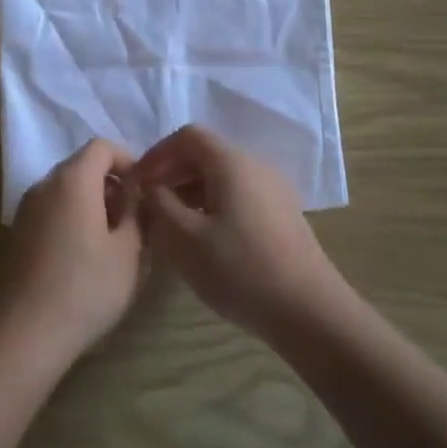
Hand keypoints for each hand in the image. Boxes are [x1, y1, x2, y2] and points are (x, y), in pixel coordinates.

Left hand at [0, 139, 145, 364]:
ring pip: (66, 190)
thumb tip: (136, 193)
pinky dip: (72, 218)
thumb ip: (136, 212)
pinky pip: (52, 210)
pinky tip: (85, 256)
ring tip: (113, 241)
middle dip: (111, 184)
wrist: (27, 333)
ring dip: (92, 202)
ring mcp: (26, 209)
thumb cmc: (87, 287)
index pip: (102, 147)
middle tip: (133, 219)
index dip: (128, 160)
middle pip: (82, 166)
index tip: (144, 191)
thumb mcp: (128, 251)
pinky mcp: (18, 233)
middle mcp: (44, 185)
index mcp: (73, 180)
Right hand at [135, 125, 346, 338]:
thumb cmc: (240, 270)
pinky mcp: (282, 215)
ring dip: (190, 192)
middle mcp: (256, 166)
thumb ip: (159, 204)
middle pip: (206, 154)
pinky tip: (202, 239)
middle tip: (149, 205)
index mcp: (233, 163)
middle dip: (172, 173)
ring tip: (170, 225)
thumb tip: (149, 187)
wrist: (309, 311)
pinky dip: (212, 205)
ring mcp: (274, 191)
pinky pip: (238, 196)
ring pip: (222, 177)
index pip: (188, 136)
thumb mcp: (184, 239)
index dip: (157, 154)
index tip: (137, 183)